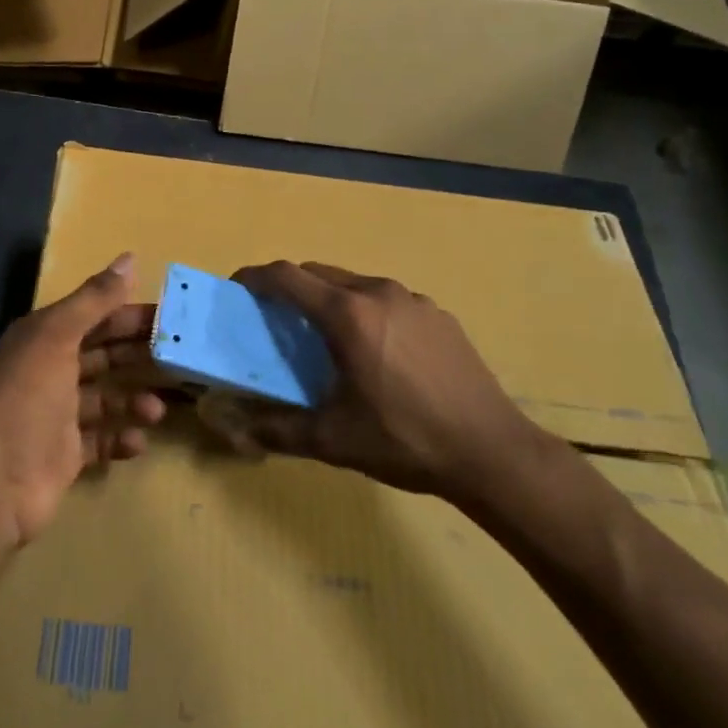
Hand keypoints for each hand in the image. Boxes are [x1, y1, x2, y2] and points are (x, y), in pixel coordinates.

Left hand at [0, 254, 166, 548]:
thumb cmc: (27, 399)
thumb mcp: (58, 337)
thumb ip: (95, 299)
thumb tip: (130, 257)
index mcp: (43, 337)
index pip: (94, 316)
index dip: (129, 312)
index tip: (171, 316)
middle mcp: (49, 370)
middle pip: (102, 354)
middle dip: (138, 355)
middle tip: (179, 358)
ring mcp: (57, 415)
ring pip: (105, 398)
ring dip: (133, 400)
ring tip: (156, 409)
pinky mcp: (65, 454)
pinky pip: (101, 440)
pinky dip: (121, 438)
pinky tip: (138, 441)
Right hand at [231, 261, 547, 505]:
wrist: (493, 453)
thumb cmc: (405, 441)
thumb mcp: (334, 441)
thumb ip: (278, 430)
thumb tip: (234, 427)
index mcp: (347, 314)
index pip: (286, 277)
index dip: (255, 277)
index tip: (236, 288)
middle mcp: (377, 292)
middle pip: (318, 274)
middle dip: (290, 289)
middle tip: (277, 321)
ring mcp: (413, 299)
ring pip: (354, 284)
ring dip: (330, 300)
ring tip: (328, 340)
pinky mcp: (439, 314)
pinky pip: (387, 300)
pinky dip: (366, 312)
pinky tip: (378, 354)